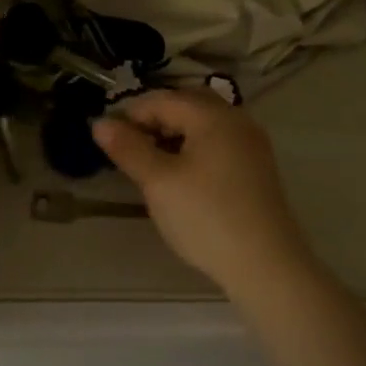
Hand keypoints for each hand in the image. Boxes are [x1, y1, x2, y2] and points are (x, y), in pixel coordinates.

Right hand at [93, 91, 314, 292]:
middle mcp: (237, 120)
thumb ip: (128, 148)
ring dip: (174, 135)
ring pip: (204, 125)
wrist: (265, 265)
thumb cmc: (206, 217)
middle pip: (187, 105)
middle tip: (130, 150)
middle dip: (155, 121)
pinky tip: (181, 177)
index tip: (109, 142)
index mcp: (213, 116)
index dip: (131, 115)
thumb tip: (100, 123)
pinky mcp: (257, 168)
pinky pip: (219, 143)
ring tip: (151, 165)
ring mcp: (252, 144)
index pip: (163, 99)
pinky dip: (194, 149)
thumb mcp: (158, 182)